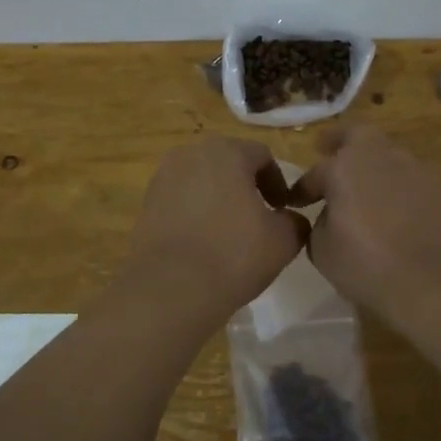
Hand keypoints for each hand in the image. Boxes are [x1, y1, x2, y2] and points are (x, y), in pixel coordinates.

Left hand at [121, 138, 306, 318]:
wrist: (170, 288)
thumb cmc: (233, 255)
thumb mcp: (283, 240)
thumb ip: (294, 221)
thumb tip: (291, 219)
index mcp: (226, 152)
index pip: (262, 156)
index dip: (278, 182)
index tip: (282, 210)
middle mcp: (190, 154)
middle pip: (227, 163)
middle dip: (245, 186)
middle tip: (258, 218)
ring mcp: (162, 178)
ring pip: (201, 181)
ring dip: (218, 198)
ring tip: (229, 232)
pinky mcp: (146, 204)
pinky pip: (179, 200)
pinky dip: (194, 213)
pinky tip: (203, 242)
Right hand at [290, 125, 440, 323]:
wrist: (435, 285)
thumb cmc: (367, 266)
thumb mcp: (322, 250)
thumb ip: (319, 223)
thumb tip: (330, 215)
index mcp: (345, 167)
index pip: (316, 172)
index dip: (302, 188)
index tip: (295, 202)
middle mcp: (382, 157)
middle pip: (358, 135)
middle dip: (339, 140)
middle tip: (327, 148)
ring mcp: (417, 170)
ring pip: (388, 154)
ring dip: (372, 165)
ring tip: (364, 186)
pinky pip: (411, 178)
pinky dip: (397, 186)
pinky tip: (394, 208)